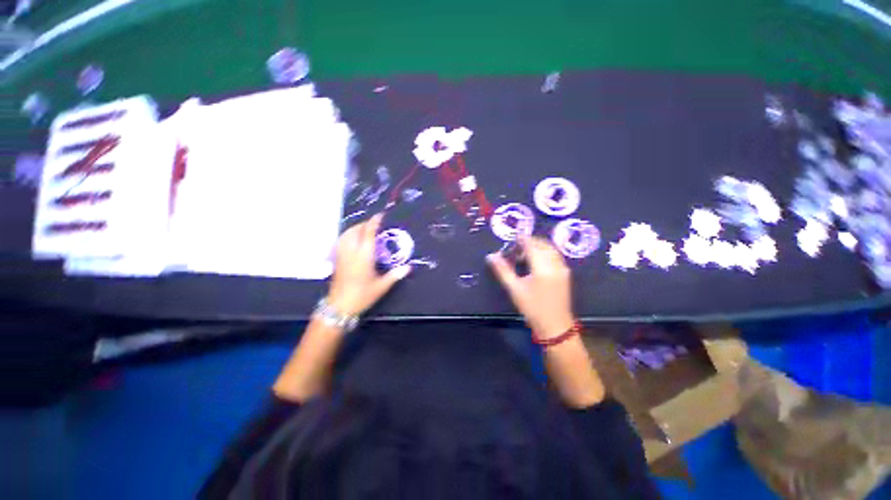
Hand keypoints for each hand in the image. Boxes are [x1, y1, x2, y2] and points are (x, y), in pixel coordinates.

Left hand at [327, 214, 410, 315]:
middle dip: (366, 224)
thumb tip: (408, 267)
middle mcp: (351, 251)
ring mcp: (341, 254)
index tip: (381, 215)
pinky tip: (354, 240)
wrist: (339, 306)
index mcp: (364, 255)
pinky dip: (348, 235)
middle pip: (356, 230)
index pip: (368, 232)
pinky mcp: (336, 259)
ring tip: (365, 230)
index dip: (374, 221)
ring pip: (346, 233)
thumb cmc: (362, 295)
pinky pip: (341, 240)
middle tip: (376, 225)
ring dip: (356, 228)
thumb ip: (395, 275)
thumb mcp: (382, 286)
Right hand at [487, 235, 575, 339]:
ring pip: (550, 249)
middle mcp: (555, 264)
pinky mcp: (566, 273)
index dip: (522, 239)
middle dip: (530, 242)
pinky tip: (536, 261)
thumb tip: (491, 256)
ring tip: (525, 254)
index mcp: (542, 268)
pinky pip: (555, 255)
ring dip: (538, 246)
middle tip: (516, 248)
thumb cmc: (532, 308)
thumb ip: (502, 270)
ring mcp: (563, 268)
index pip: (532, 245)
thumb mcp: (514, 289)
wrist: (555, 326)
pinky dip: (545, 252)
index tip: (513, 237)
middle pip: (542, 244)